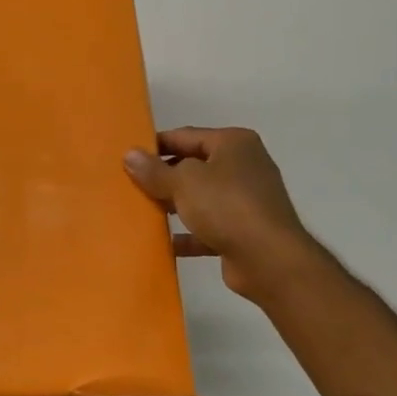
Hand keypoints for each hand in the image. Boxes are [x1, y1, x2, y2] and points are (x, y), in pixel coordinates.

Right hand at [124, 127, 313, 302]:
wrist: (269, 259)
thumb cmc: (226, 206)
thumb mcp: (183, 182)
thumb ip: (154, 170)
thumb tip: (130, 154)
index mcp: (233, 143)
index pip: (185, 136)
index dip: (156, 145)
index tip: (127, 158)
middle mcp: (243, 166)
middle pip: (193, 166)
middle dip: (163, 177)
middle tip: (130, 186)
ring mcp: (245, 200)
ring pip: (199, 197)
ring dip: (173, 205)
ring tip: (141, 212)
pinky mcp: (243, 231)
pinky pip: (207, 228)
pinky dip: (188, 234)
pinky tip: (163, 243)